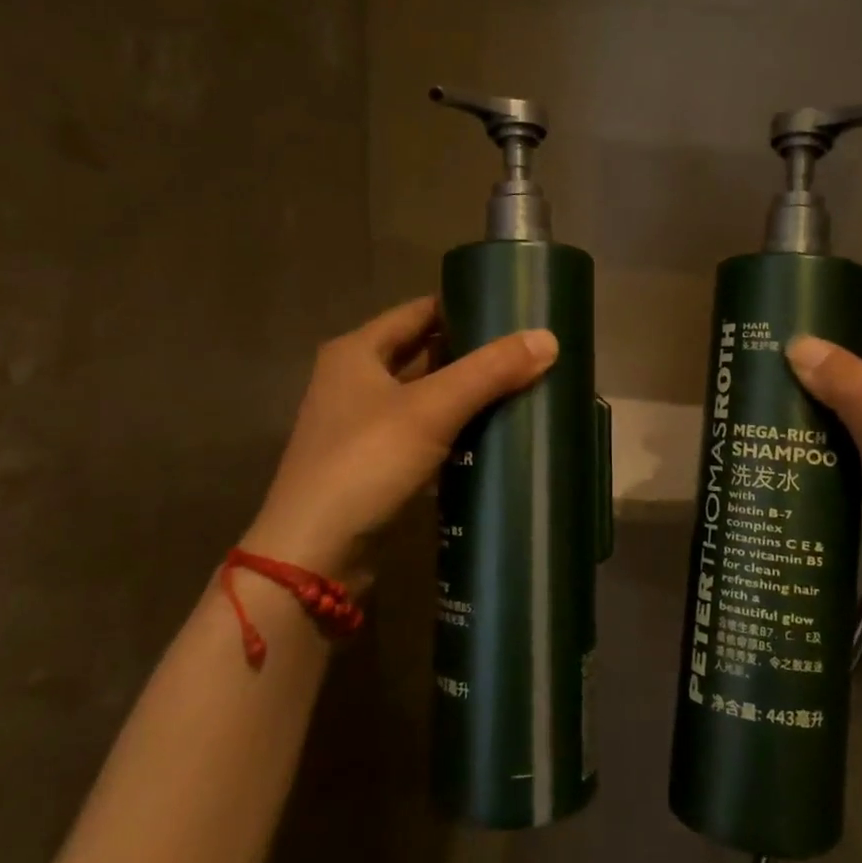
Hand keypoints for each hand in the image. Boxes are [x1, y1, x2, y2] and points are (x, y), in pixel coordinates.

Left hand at [240, 295, 557, 585]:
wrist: (313, 556)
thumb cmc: (365, 463)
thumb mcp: (431, 409)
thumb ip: (489, 371)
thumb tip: (549, 338)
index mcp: (357, 352)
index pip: (420, 311)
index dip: (465, 306)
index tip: (514, 310)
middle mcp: (354, 380)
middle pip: (424, 353)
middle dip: (472, 353)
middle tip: (528, 351)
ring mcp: (362, 425)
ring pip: (426, 396)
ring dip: (466, 395)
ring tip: (522, 388)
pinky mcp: (374, 465)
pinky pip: (424, 434)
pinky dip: (454, 431)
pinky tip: (493, 436)